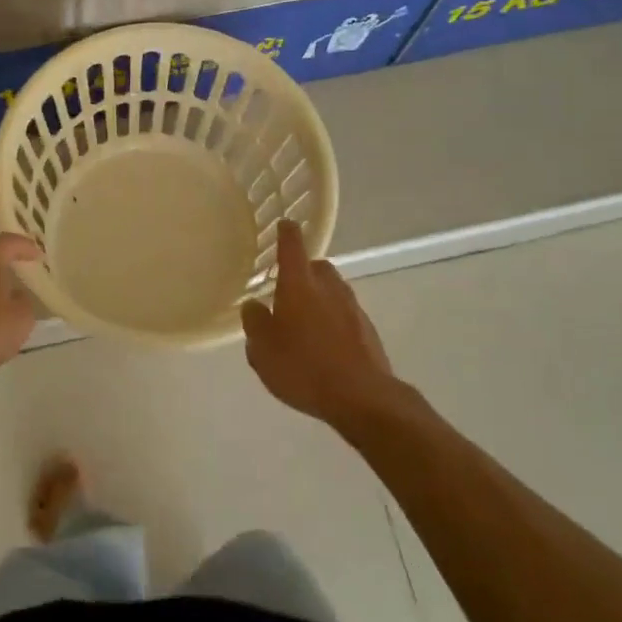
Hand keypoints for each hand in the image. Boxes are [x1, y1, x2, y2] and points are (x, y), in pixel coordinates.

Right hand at [241, 221, 404, 429]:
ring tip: (302, 320)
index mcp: (299, 284)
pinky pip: (344, 313)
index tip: (283, 224)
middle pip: (316, 267)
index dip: (286, 232)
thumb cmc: (304, 368)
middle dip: (302, 271)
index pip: (292, 245)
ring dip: (318, 296)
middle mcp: (328, 287)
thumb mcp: (262, 350)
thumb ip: (254, 323)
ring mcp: (352, 307)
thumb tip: (254, 305)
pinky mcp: (367, 329)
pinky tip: (322, 344)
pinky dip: (332, 319)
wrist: (363, 397)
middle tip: (285, 288)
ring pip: (332, 290)